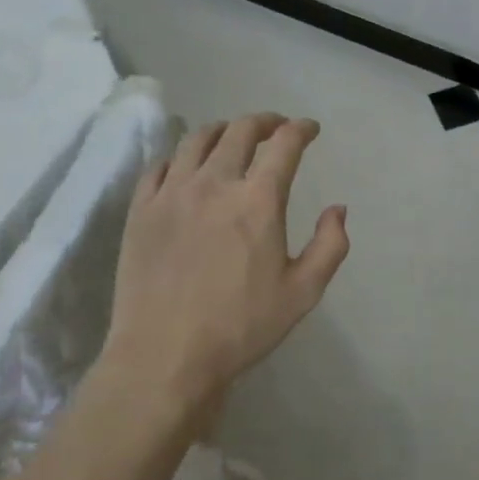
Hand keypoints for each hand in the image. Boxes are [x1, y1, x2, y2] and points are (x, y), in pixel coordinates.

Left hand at [101, 113, 348, 418]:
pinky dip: (180, 156)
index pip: (284, 144)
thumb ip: (330, 246)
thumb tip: (338, 209)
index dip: (301, 129)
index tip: (309, 129)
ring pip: (197, 139)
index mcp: (258, 200)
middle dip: (264, 121)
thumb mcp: (302, 293)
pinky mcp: (141, 209)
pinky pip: (160, 165)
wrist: (164, 358)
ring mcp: (172, 193)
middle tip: (275, 128)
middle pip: (240, 130)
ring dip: (222, 130)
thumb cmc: (240, 328)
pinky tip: (186, 167)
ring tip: (231, 137)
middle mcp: (215, 183)